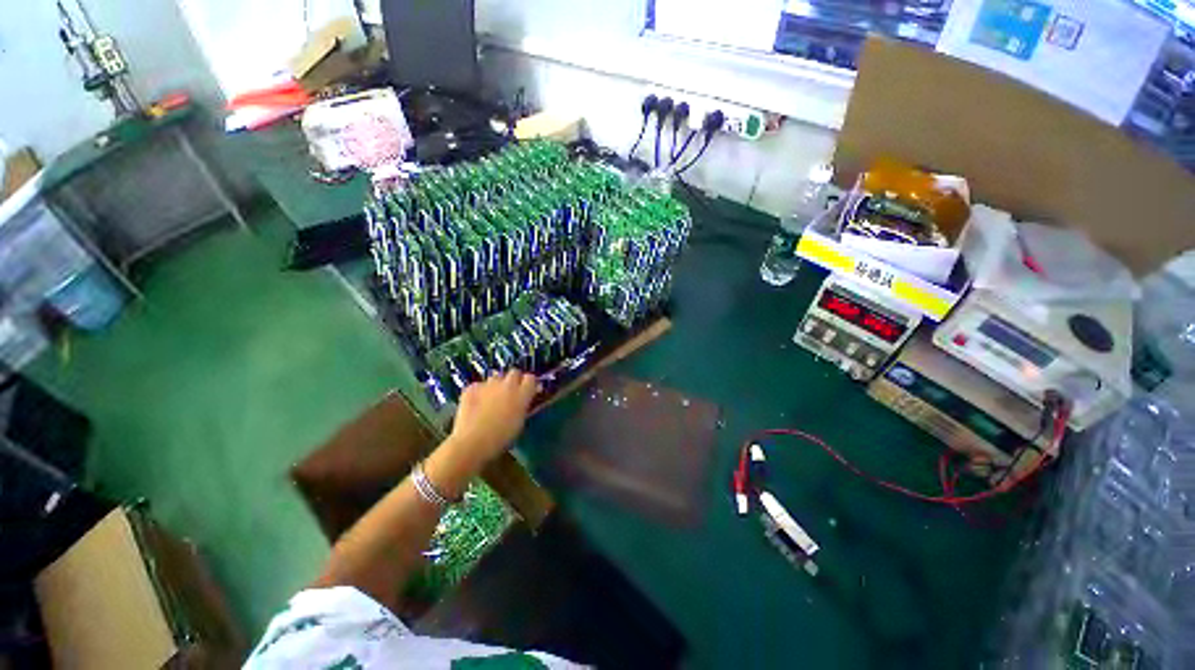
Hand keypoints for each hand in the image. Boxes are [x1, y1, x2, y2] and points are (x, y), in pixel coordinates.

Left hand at [445, 370, 539, 466]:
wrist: (472, 442)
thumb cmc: (501, 438)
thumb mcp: (519, 423)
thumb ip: (524, 406)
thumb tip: (527, 399)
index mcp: (522, 394)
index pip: (530, 378)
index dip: (529, 383)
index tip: (528, 390)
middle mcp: (507, 385)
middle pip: (514, 372)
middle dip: (514, 379)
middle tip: (511, 392)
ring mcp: (488, 385)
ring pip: (496, 376)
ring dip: (496, 384)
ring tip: (492, 398)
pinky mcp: (471, 388)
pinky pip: (478, 385)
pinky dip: (479, 392)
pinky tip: (476, 403)